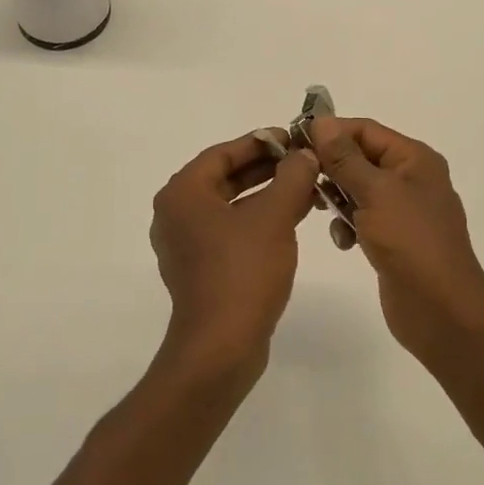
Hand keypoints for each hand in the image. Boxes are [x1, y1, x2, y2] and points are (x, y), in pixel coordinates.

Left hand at [149, 131, 318, 382]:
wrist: (221, 346)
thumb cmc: (242, 272)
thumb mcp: (273, 216)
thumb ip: (292, 177)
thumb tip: (305, 154)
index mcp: (182, 194)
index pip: (222, 153)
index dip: (260, 142)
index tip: (292, 138)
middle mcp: (176, 214)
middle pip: (225, 177)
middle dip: (267, 169)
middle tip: (304, 162)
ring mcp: (186, 244)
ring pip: (231, 206)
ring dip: (267, 195)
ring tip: (307, 188)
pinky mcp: (200, 269)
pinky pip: (231, 231)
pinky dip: (259, 220)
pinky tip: (292, 219)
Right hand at [309, 117, 483, 363]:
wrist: (441, 310)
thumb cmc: (410, 242)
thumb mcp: (375, 192)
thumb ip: (344, 157)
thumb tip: (321, 121)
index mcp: (414, 159)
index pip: (365, 130)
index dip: (331, 132)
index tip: (295, 143)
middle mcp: (411, 178)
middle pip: (360, 158)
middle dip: (331, 167)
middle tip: (301, 180)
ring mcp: (403, 210)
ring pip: (358, 189)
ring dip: (338, 198)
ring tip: (322, 211)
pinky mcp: (394, 238)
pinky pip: (363, 218)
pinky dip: (349, 224)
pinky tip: (344, 242)